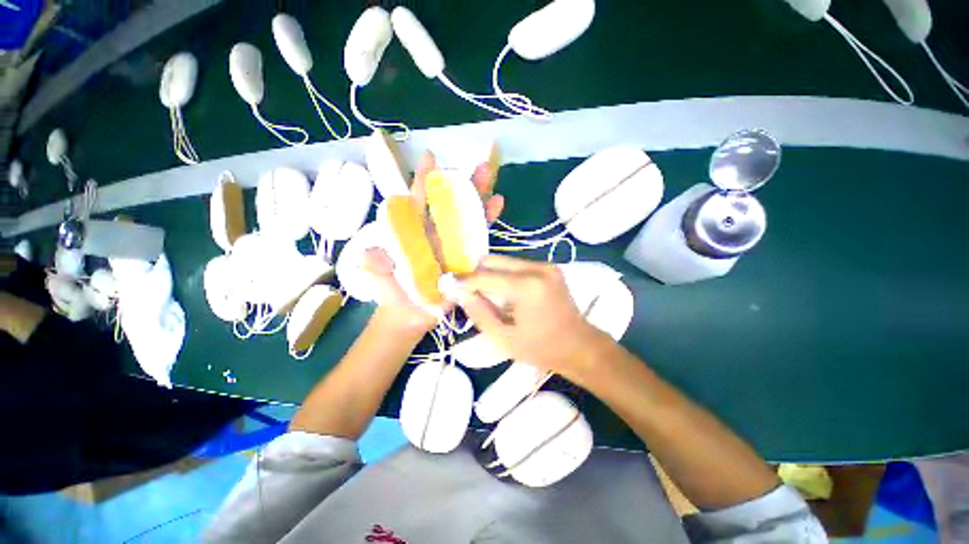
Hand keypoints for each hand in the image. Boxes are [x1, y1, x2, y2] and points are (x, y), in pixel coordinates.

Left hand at [362, 151, 503, 332]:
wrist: (410, 314)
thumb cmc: (393, 292)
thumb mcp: (379, 278)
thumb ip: (375, 265)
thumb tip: (371, 253)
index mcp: (413, 231)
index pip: (417, 200)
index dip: (423, 180)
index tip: (431, 157)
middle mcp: (435, 232)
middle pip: (450, 203)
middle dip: (462, 182)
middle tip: (478, 162)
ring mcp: (453, 243)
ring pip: (467, 215)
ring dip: (479, 196)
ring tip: (491, 176)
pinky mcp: (466, 257)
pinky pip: (478, 236)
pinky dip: (487, 219)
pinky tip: (498, 204)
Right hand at [454, 255, 603, 381]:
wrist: (579, 346)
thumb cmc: (542, 348)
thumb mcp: (504, 339)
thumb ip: (479, 313)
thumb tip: (461, 294)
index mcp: (527, 286)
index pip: (485, 276)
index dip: (464, 280)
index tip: (447, 284)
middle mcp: (537, 268)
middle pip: (494, 260)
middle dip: (476, 274)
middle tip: (466, 290)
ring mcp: (545, 265)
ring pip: (505, 260)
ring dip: (490, 274)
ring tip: (484, 293)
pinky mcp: (549, 267)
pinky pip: (517, 265)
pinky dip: (504, 275)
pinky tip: (503, 292)